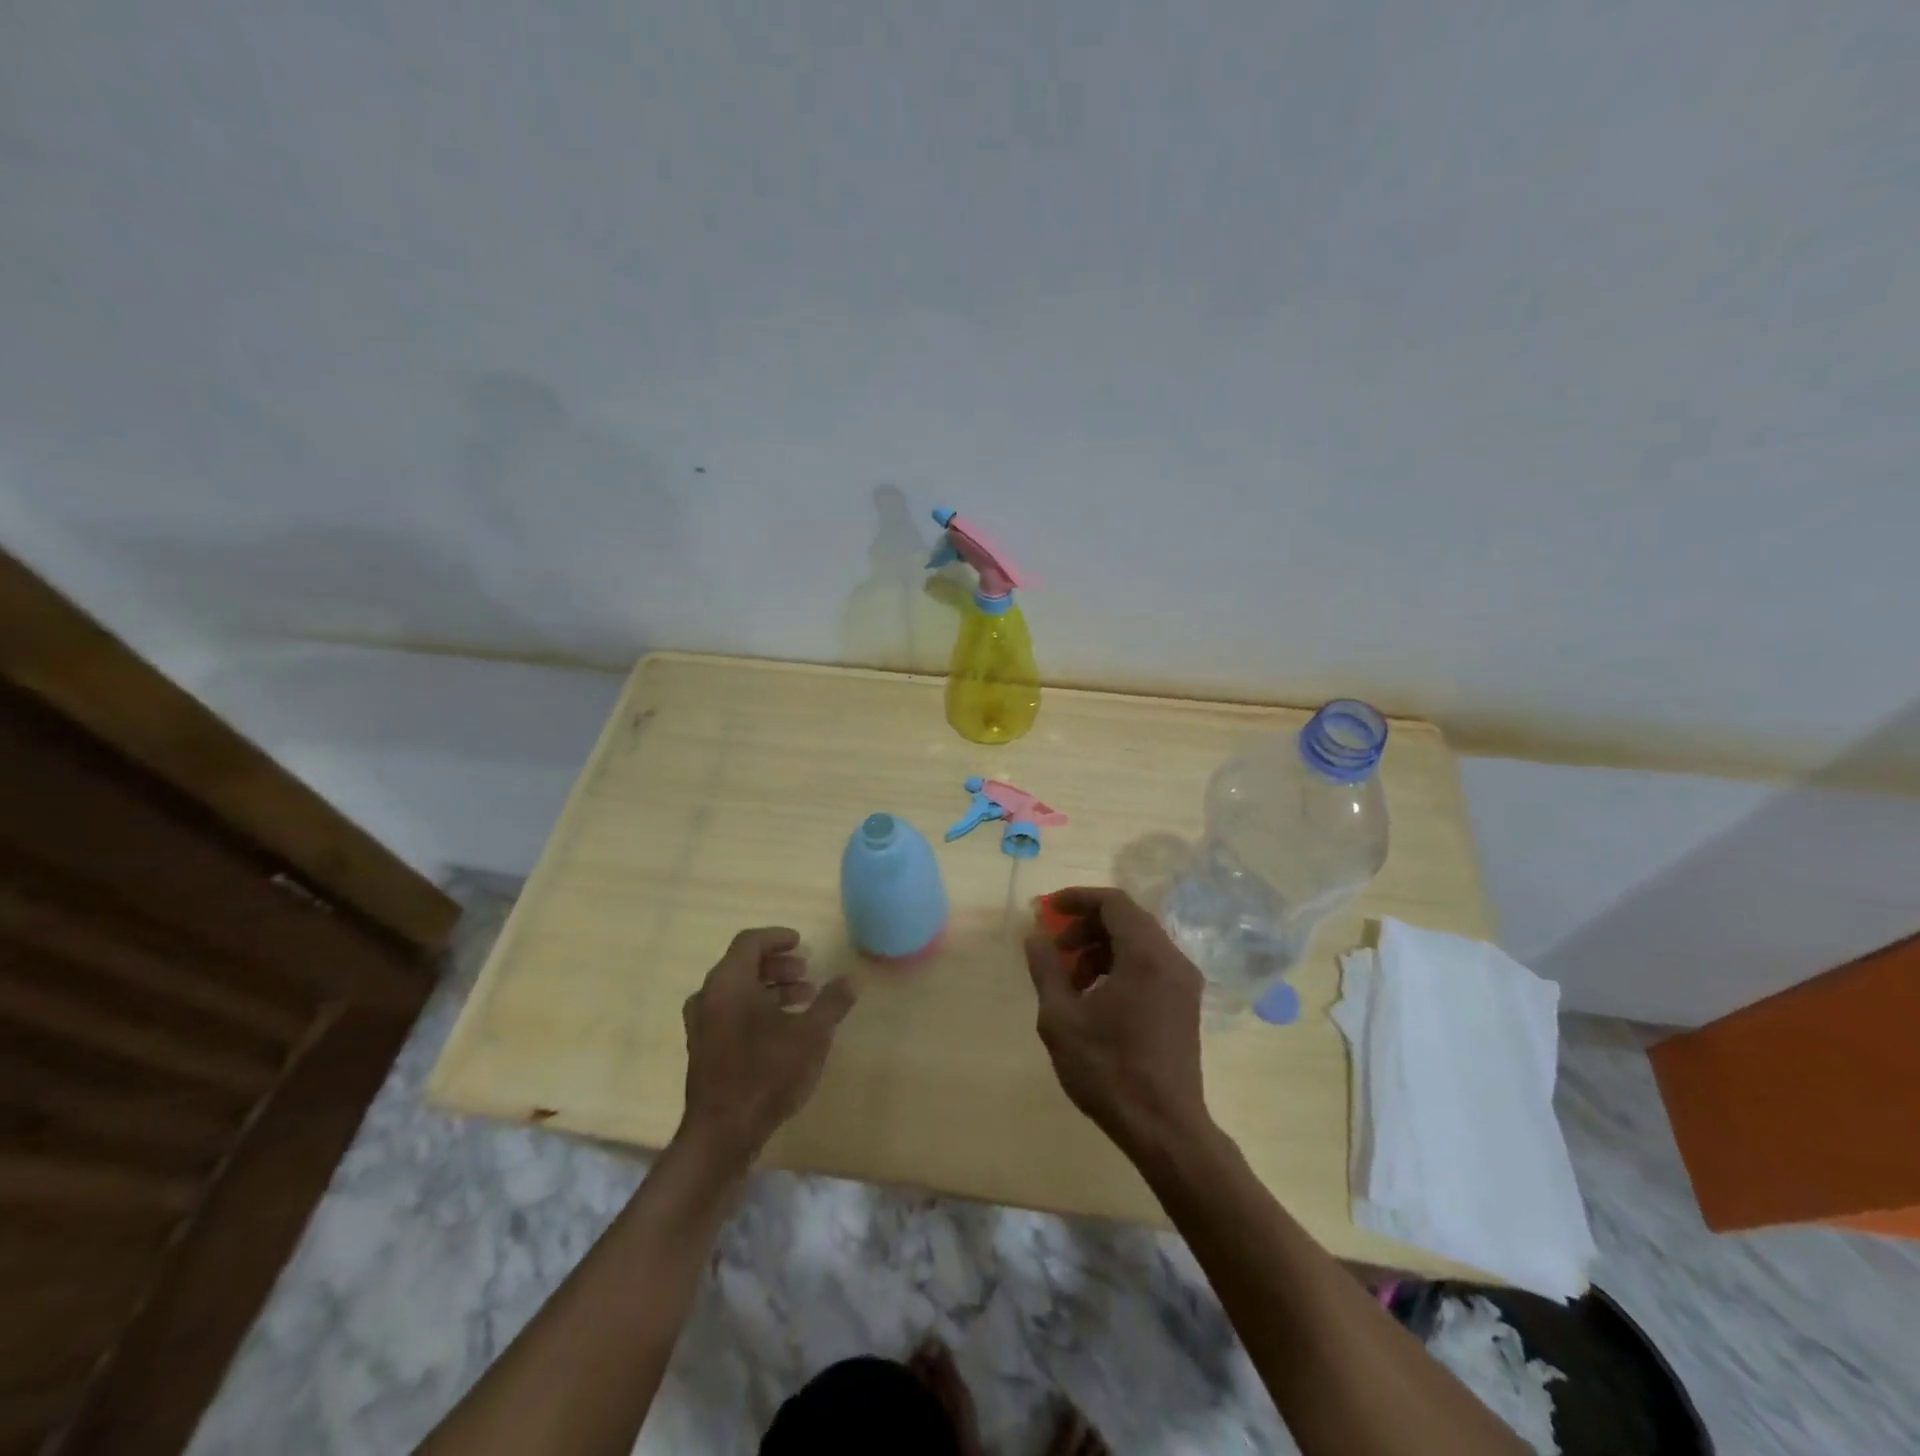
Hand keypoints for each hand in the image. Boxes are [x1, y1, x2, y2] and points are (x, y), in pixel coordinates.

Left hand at [679, 927, 856, 1162]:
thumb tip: (851, 979)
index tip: (801, 943)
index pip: (750, 941)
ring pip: (737, 991)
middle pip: (743, 965)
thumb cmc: (767, 1074)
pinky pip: (730, 1012)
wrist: (722, 1134)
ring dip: (770, 989)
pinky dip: (756, 1008)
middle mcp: (708, 996)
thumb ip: (832, 1002)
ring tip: (803, 1001)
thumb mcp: (811, 1035)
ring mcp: (701, 1024)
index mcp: (729, 982)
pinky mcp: (702, 1049)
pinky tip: (782, 1029)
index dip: (777, 938)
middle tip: (807, 974)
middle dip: (778, 966)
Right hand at [1024, 887, 1209, 1160]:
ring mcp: (1183, 982)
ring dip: (1101, 949)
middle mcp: (1171, 959)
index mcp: (1145, 955)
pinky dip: (1120, 966)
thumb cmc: (1108, 1070)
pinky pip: (1150, 965)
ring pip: (1139, 943)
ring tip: (1071, 982)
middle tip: (1056, 950)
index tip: (1048, 910)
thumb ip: (1046, 968)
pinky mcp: (1185, 1003)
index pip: (1113, 902)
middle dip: (1086, 927)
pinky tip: (1096, 999)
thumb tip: (1035, 935)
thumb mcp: (1061, 1017)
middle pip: (1127, 919)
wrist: (1164, 1128)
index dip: (1077, 899)